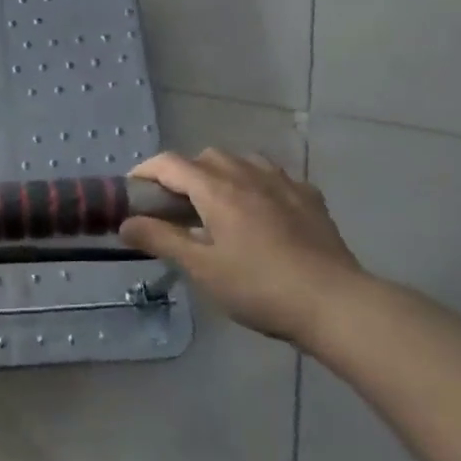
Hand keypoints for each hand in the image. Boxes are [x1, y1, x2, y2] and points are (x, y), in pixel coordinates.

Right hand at [120, 150, 366, 346]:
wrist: (335, 303)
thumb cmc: (259, 287)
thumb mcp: (202, 268)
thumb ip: (161, 240)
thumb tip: (126, 222)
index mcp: (216, 189)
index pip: (170, 164)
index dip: (145, 172)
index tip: (132, 191)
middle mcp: (247, 174)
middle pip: (205, 157)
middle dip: (183, 174)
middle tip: (175, 207)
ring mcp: (283, 182)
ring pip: (241, 161)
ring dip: (220, 174)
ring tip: (217, 205)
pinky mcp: (309, 197)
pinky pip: (273, 176)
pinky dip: (255, 183)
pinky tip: (260, 210)